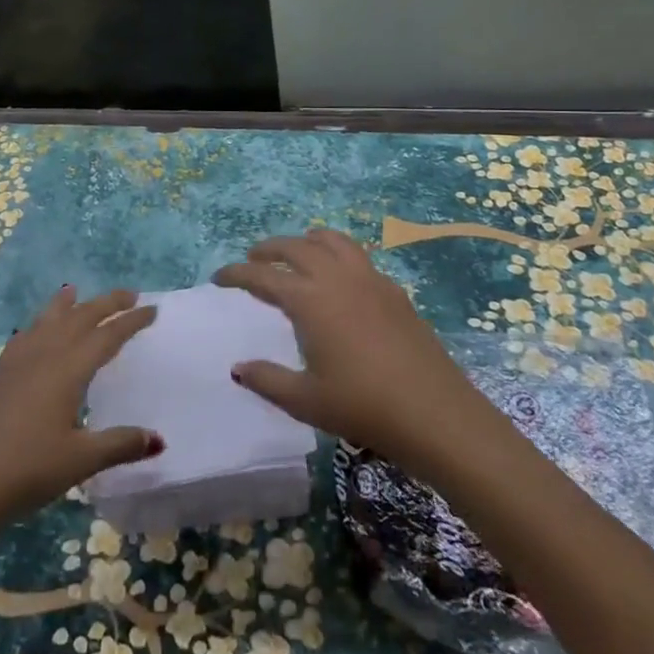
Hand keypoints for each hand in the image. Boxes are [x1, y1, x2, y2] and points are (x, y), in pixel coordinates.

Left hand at [0, 287, 162, 537]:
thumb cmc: (28, 470)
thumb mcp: (81, 460)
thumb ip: (120, 445)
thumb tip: (158, 439)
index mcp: (68, 369)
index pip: (107, 336)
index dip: (131, 321)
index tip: (153, 308)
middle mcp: (45, 356)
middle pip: (79, 318)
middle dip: (106, 303)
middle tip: (130, 294)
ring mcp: (18, 364)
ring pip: (48, 321)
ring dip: (67, 305)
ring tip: (74, 291)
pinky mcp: (0, 377)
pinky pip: (25, 336)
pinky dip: (38, 324)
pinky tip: (34, 331)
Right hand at [215, 230, 491, 471]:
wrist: (434, 412)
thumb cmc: (363, 407)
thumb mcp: (306, 400)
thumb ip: (268, 380)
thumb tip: (238, 368)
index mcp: (310, 301)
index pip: (264, 276)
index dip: (237, 273)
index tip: (219, 277)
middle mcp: (337, 278)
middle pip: (297, 247)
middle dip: (270, 248)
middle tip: (253, 259)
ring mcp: (370, 280)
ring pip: (332, 241)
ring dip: (307, 241)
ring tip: (297, 251)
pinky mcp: (394, 291)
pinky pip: (358, 257)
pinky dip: (337, 255)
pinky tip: (339, 279)